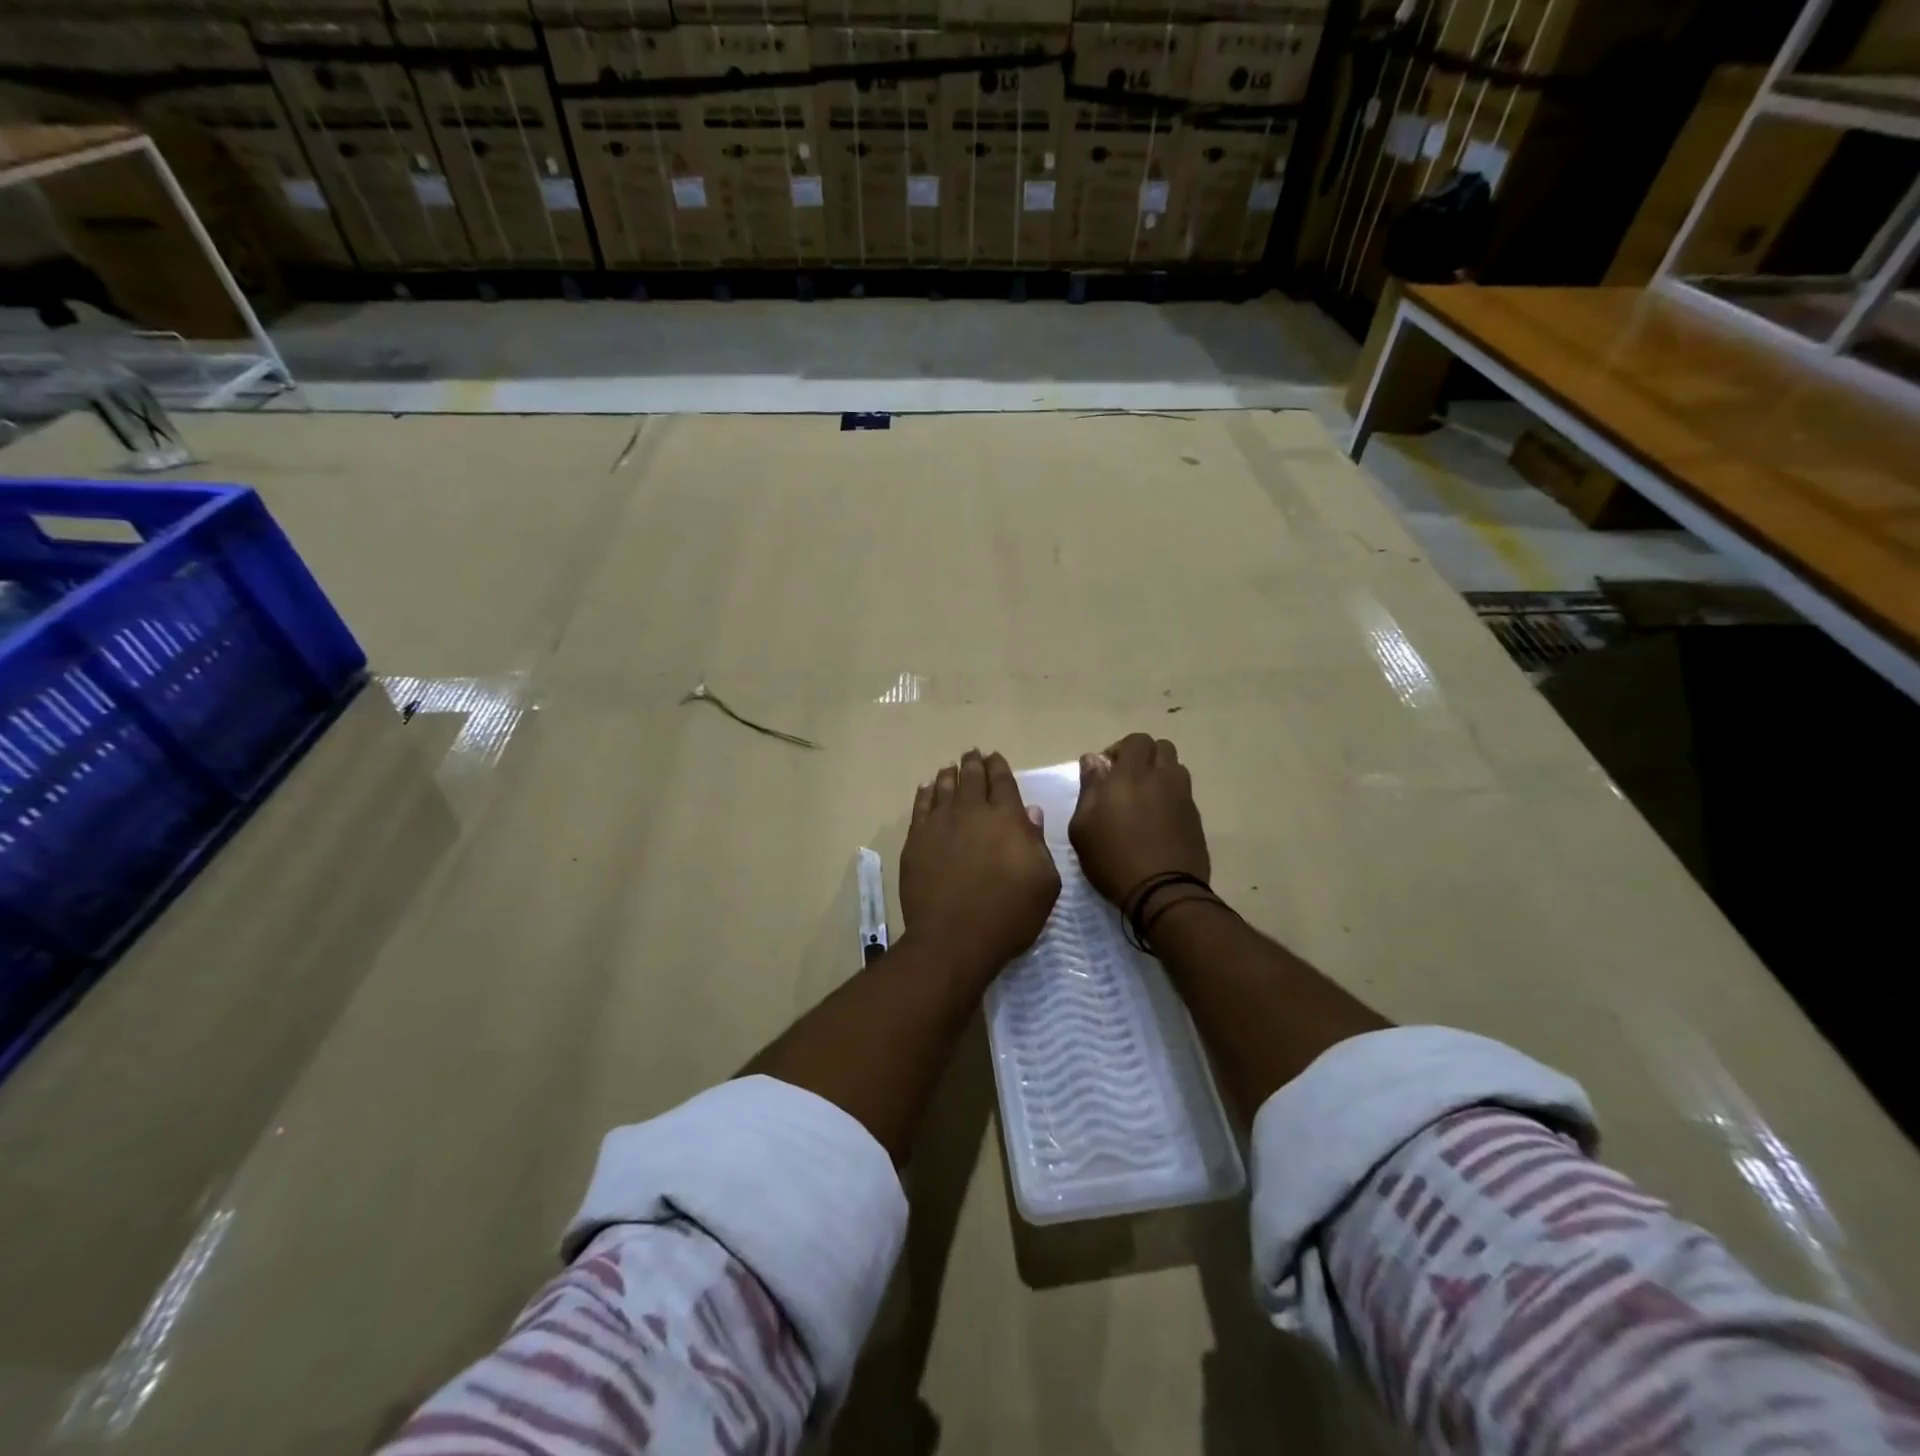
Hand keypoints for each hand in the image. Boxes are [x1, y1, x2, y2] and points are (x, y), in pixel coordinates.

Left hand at [900, 749, 1060, 974]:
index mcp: (1006, 818)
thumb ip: (1037, 843)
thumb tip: (1030, 813)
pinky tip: (926, 788)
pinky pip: (920, 806)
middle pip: (972, 777)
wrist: (954, 938)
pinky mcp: (916, 840)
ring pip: (945, 787)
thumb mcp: (1044, 883)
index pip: (1002, 781)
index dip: (999, 767)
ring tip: (951, 768)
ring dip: (950, 774)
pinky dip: (925, 792)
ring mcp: (940, 824)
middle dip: (974, 763)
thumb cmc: (1008, 915)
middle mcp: (972, 812)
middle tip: (972, 754)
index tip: (996, 758)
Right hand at [1069, 734, 1210, 906]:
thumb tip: (1093, 760)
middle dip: (1143, 756)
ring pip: (1176, 768)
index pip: (1136, 740)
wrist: (1163, 892)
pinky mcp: (1196, 818)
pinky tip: (1157, 820)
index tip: (1106, 771)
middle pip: (1161, 748)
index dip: (1121, 749)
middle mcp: (1162, 778)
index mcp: (1131, 775)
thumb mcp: (1083, 826)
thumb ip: (1088, 787)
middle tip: (1126, 780)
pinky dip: (1170, 796)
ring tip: (1144, 798)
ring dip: (1160, 774)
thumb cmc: (1112, 858)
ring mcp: (1183, 797)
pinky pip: (1183, 793)